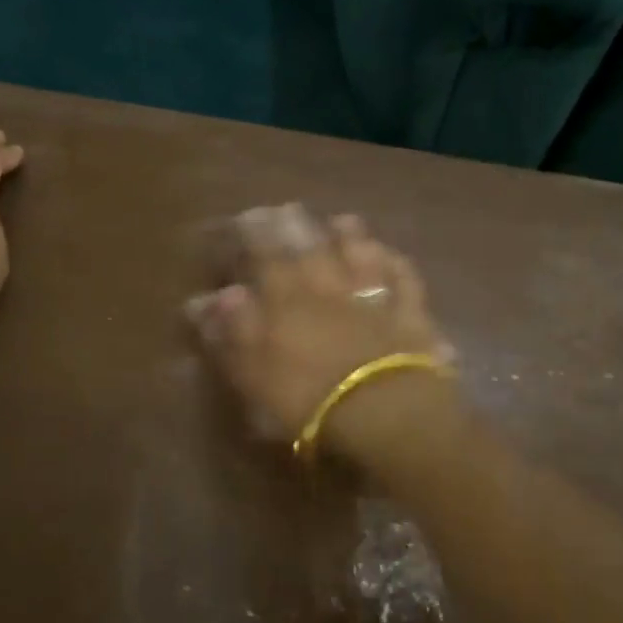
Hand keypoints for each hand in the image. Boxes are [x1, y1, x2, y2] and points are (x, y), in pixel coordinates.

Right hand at [186, 204, 455, 452]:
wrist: (386, 414)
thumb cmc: (309, 401)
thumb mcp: (253, 374)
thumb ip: (231, 333)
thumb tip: (211, 298)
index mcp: (286, 300)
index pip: (264, 256)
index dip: (253, 236)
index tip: (244, 218)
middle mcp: (329, 288)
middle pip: (312, 248)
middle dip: (296, 226)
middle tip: (286, 209)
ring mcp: (374, 298)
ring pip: (361, 255)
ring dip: (350, 236)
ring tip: (341, 219)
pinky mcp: (412, 317)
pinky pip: (404, 281)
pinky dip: (397, 265)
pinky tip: (393, 256)